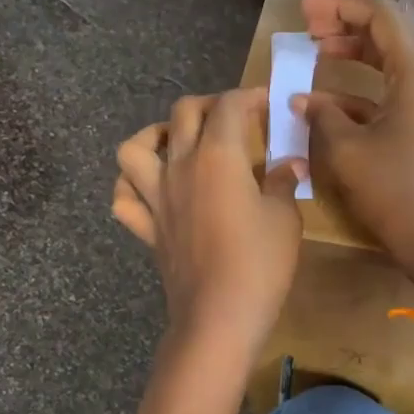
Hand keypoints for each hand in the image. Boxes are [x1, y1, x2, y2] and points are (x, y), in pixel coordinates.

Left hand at [113, 89, 305, 353]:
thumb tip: (290, 163)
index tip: (269, 103)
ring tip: (178, 142)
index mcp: (218, 156)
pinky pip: (123, 197)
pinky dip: (131, 185)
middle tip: (234, 119)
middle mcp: (180, 166)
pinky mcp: (146, 227)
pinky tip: (150, 187)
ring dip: (155, 134)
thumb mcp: (284, 218)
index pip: (230, 106)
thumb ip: (284, 182)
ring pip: (135, 147)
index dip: (251, 97)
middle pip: (183, 113)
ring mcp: (156, 197)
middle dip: (210, 105)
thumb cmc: (259, 263)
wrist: (218, 316)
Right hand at [294, 0, 413, 291]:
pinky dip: (360, 91)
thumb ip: (322, 116)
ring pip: (389, 63)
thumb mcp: (347, 150)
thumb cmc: (392, 190)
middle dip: (346, 27)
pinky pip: (391, 93)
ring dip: (353, 56)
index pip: (381, 16)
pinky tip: (326, 103)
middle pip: (387, 34)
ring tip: (315, 54)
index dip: (340, 9)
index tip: (305, 13)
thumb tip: (302, 100)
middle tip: (308, 29)